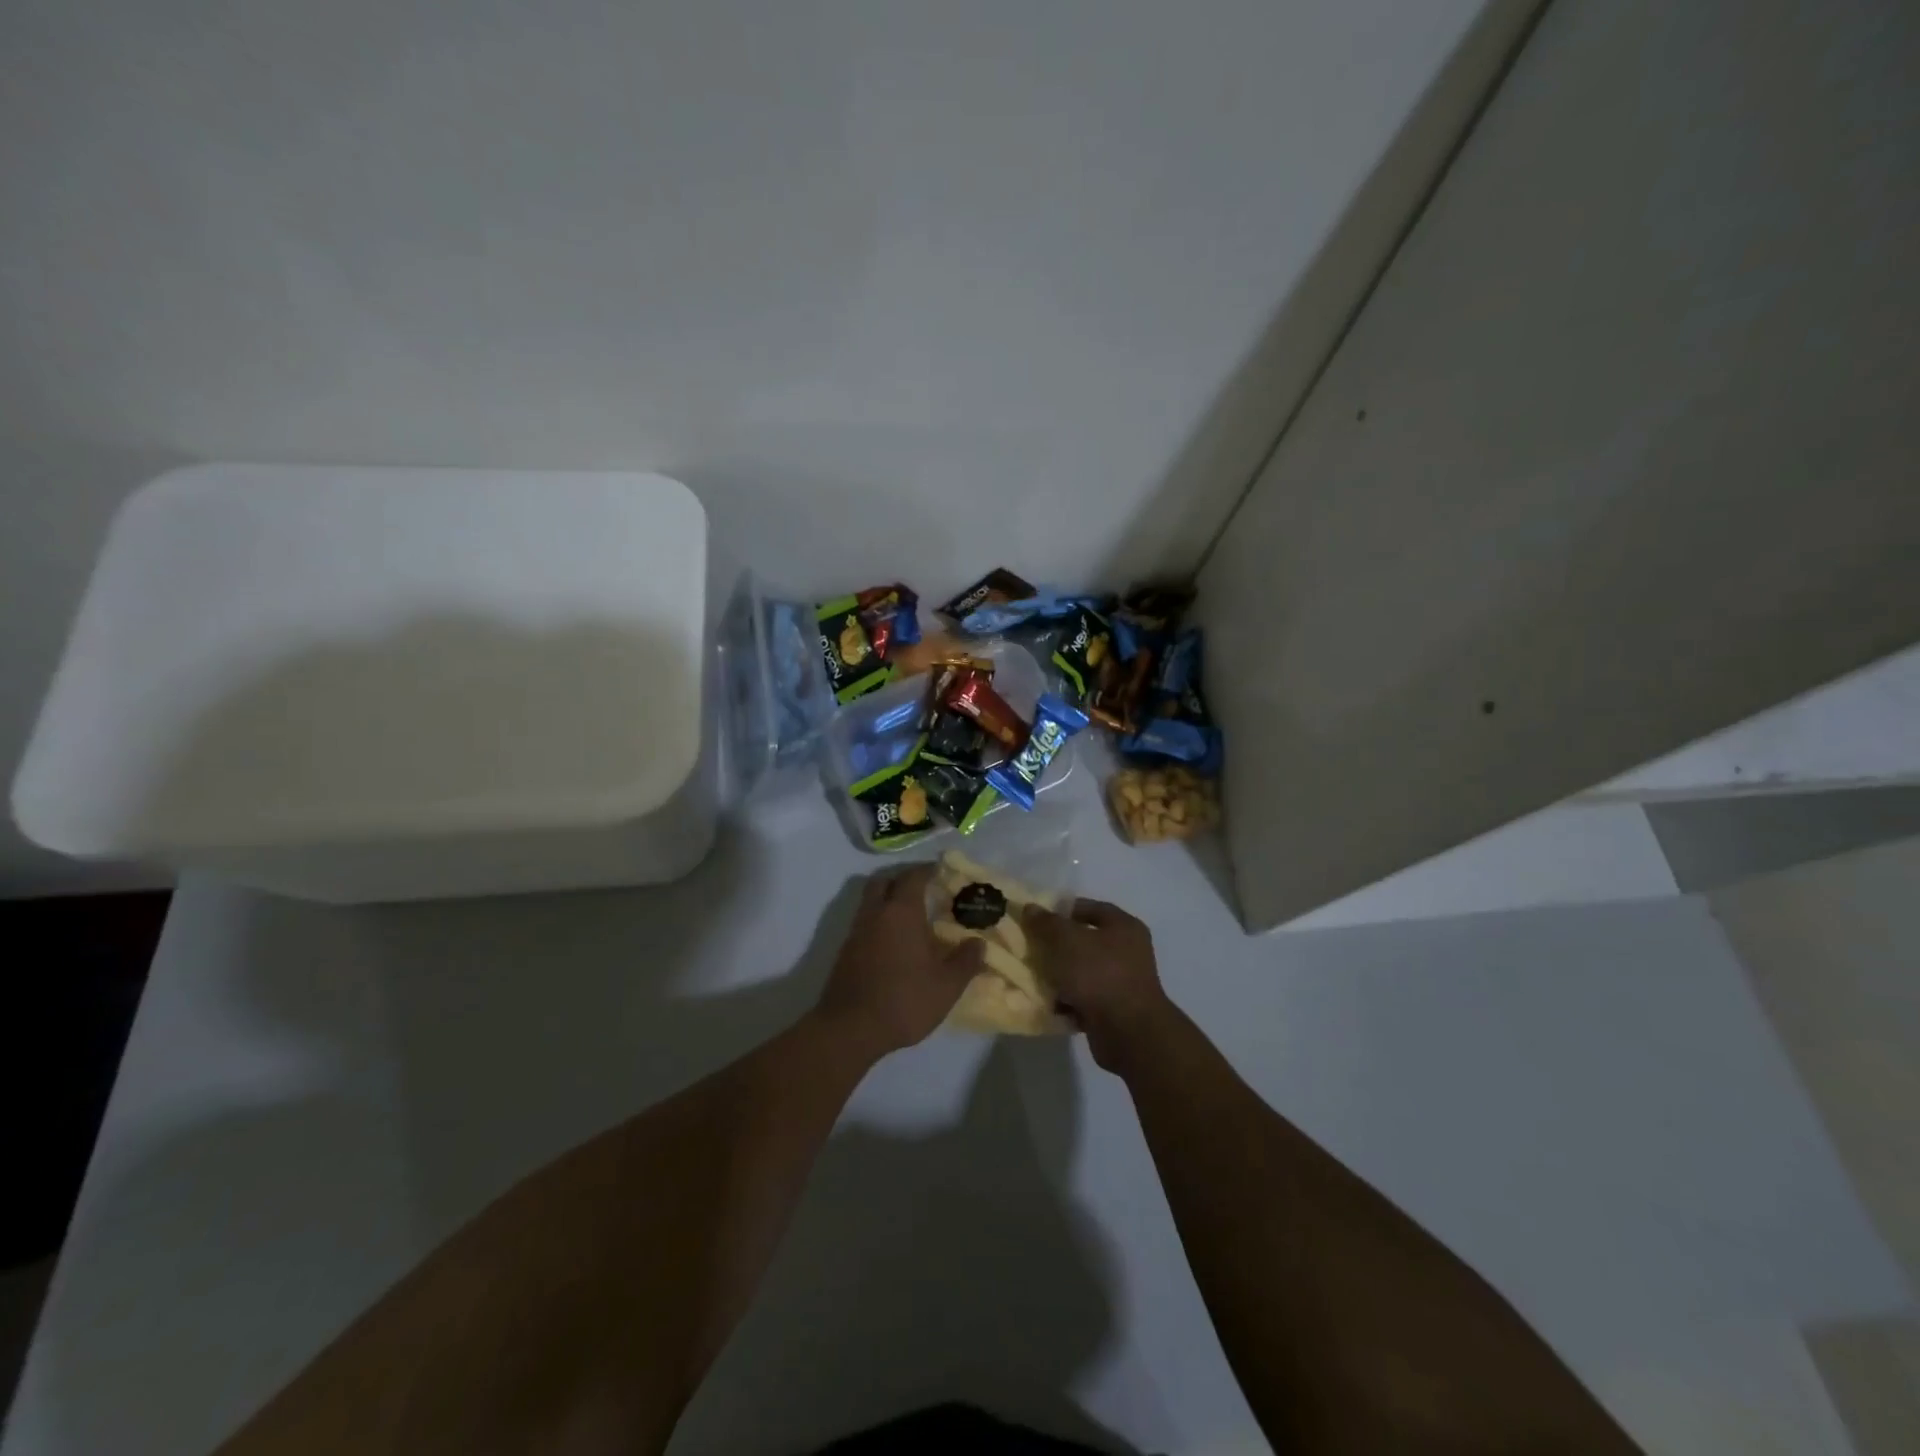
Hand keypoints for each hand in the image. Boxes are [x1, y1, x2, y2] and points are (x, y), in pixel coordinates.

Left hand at [815, 865, 984, 1058]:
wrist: (849, 1028)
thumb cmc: (903, 1000)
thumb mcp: (946, 986)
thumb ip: (965, 961)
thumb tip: (978, 943)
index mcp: (901, 912)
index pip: (913, 877)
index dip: (928, 870)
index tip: (942, 871)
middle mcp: (876, 913)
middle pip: (884, 881)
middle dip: (902, 880)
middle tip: (924, 890)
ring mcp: (856, 931)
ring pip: (871, 902)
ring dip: (888, 901)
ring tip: (911, 918)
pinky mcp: (845, 951)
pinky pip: (864, 923)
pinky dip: (879, 922)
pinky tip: (894, 943)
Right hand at [1022, 898, 1173, 1072]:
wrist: (1128, 1032)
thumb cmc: (1099, 974)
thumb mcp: (1066, 940)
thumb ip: (1046, 923)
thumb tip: (1030, 908)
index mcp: (1123, 927)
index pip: (1089, 908)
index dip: (1061, 910)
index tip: (1036, 919)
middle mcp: (1128, 951)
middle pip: (1084, 941)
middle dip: (1056, 946)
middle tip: (1030, 949)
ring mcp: (1122, 983)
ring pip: (1082, 972)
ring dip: (1059, 975)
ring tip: (1034, 977)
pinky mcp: (1114, 1011)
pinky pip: (1084, 999)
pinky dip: (1067, 1001)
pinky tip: (1047, 1003)